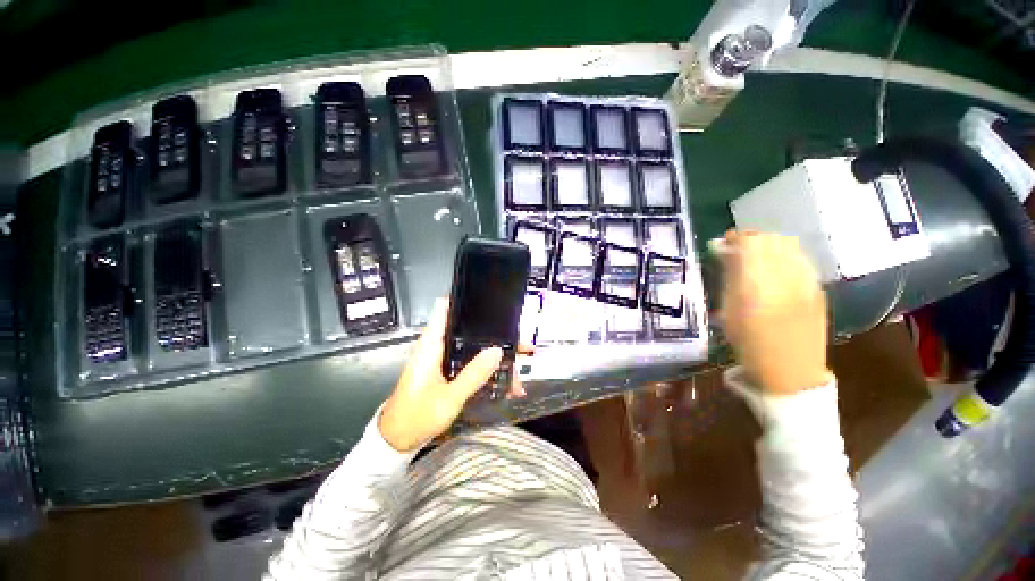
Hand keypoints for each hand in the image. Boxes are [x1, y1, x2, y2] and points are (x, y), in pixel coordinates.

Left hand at [378, 298, 531, 451]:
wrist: (398, 440)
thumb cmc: (417, 416)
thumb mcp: (449, 398)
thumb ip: (473, 374)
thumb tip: (497, 350)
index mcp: (431, 344)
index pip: (445, 308)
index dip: (465, 299)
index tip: (490, 301)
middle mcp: (437, 346)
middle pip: (468, 328)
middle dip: (493, 333)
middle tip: (518, 340)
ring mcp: (442, 358)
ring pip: (473, 347)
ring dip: (493, 353)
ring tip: (517, 362)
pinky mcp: (446, 370)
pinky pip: (470, 362)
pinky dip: (486, 367)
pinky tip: (503, 381)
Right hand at [719, 231, 830, 395]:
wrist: (791, 372)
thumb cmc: (749, 344)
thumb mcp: (728, 310)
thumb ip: (728, 276)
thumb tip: (721, 249)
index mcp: (758, 286)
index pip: (750, 244)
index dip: (735, 238)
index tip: (721, 243)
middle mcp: (787, 278)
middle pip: (771, 239)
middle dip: (751, 238)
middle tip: (735, 249)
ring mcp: (808, 281)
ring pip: (789, 245)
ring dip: (768, 244)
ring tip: (754, 256)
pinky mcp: (818, 287)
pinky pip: (800, 258)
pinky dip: (784, 254)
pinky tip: (773, 268)